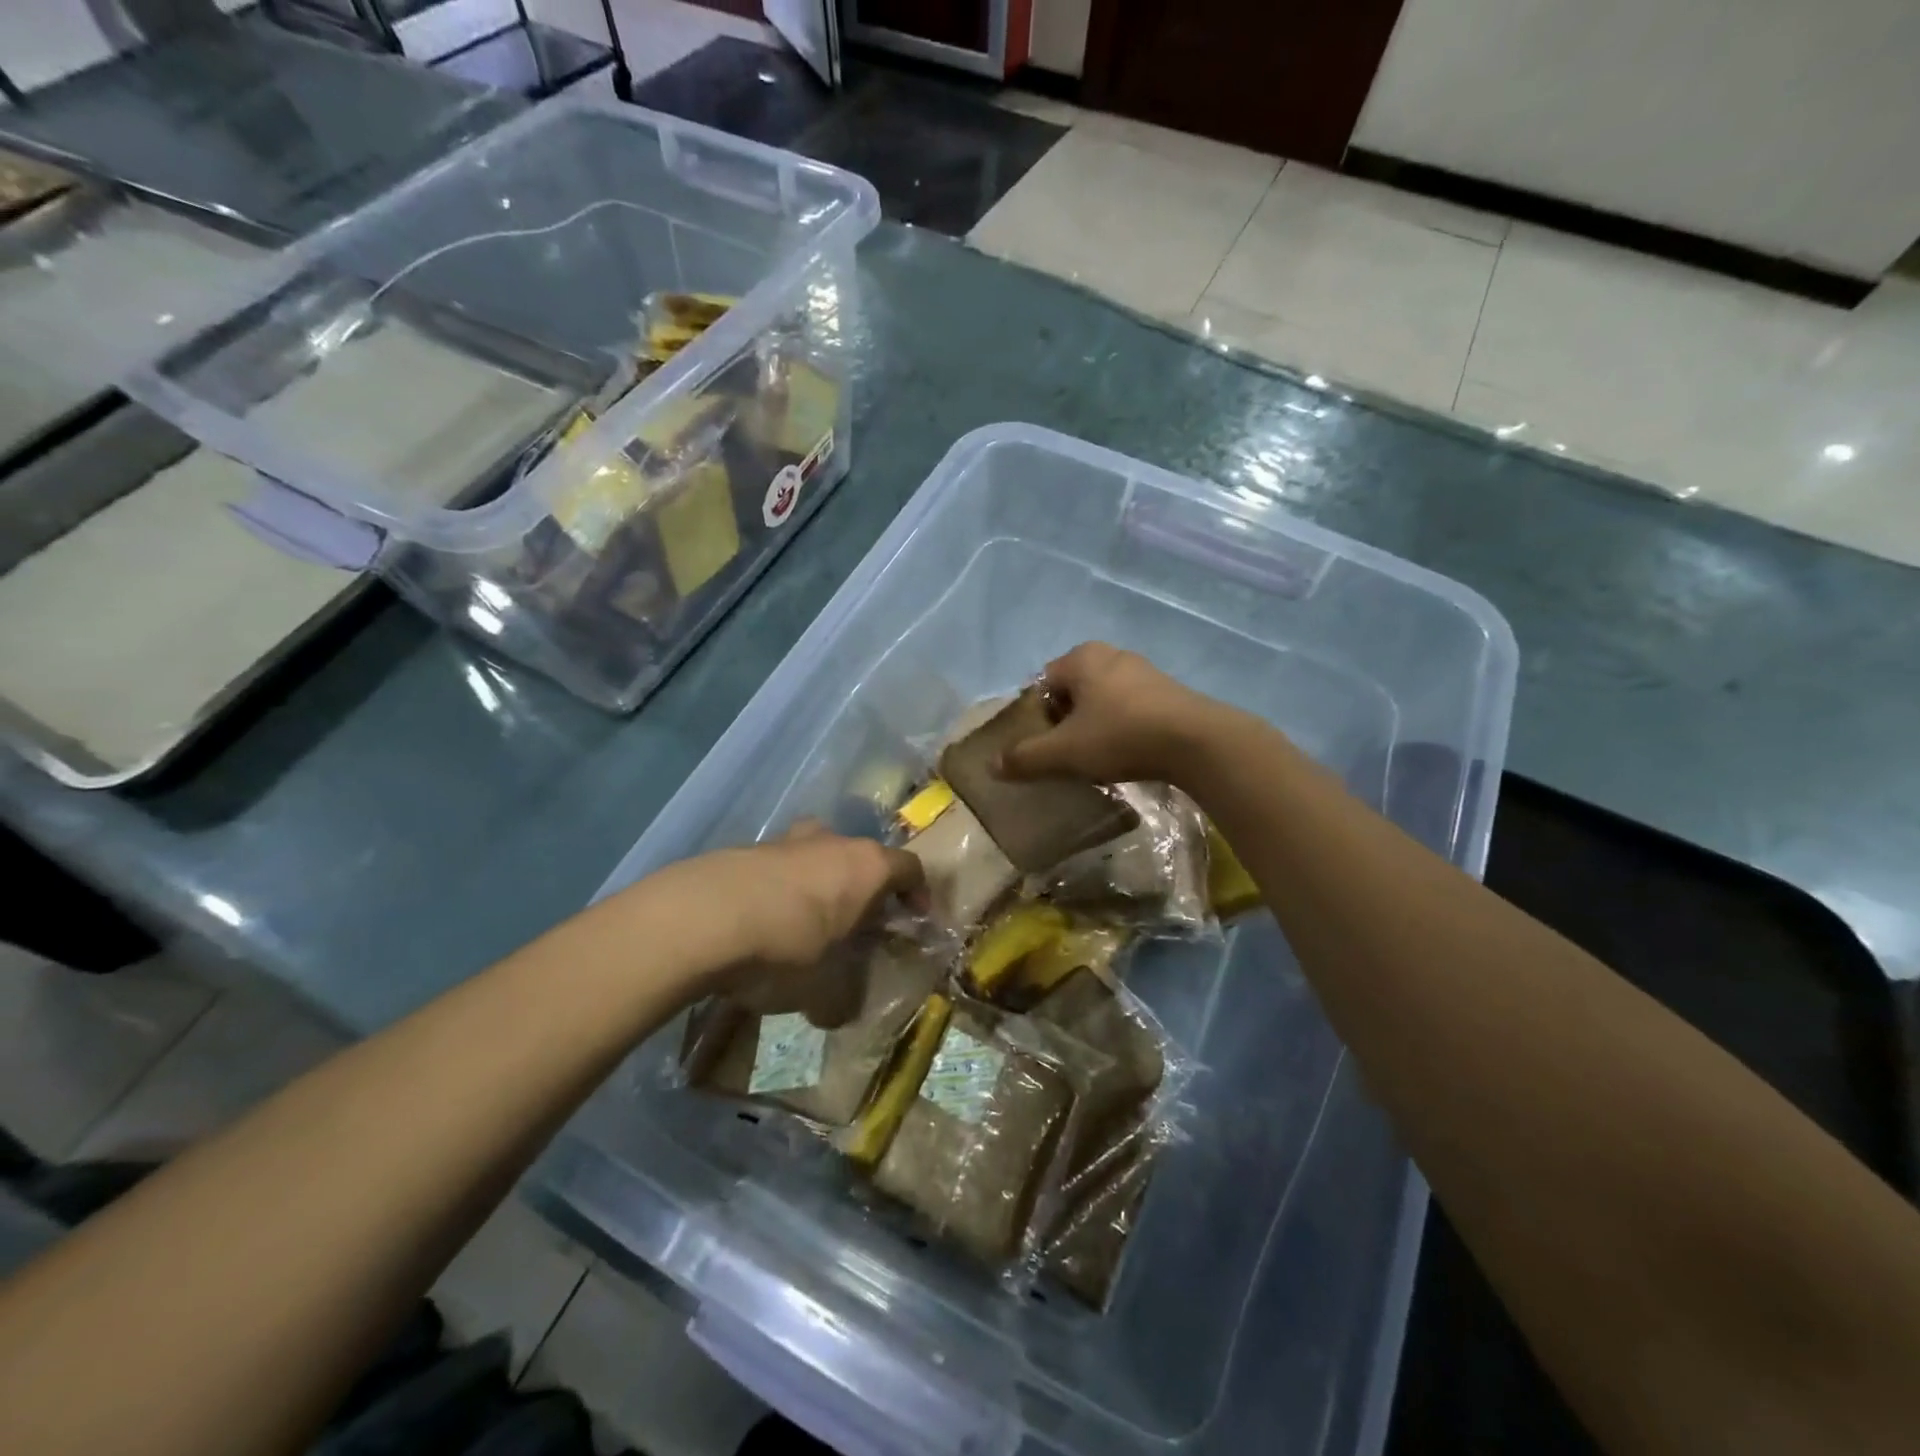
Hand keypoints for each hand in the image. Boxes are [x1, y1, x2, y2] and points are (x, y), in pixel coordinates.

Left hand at [691, 823, 923, 1026]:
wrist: (700, 919)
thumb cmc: (785, 949)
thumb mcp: (823, 990)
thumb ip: (842, 999)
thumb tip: (839, 1012)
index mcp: (866, 866)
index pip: (910, 869)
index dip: (918, 894)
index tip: (915, 920)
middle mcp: (832, 841)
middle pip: (862, 859)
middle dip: (864, 891)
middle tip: (856, 927)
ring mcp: (787, 840)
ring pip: (817, 858)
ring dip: (818, 887)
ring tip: (804, 927)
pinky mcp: (746, 848)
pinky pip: (778, 868)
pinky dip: (780, 890)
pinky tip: (761, 924)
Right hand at [995, 642, 1245, 786]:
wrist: (1196, 742)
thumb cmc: (1120, 736)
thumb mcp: (1064, 752)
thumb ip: (1026, 757)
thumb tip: (992, 765)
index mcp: (1081, 658)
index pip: (1042, 685)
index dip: (1035, 718)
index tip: (1041, 747)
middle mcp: (1111, 655)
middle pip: (1072, 692)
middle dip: (1065, 722)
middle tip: (1066, 754)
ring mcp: (1144, 671)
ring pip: (1102, 700)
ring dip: (1094, 725)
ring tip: (1096, 758)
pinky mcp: (1168, 692)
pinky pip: (1130, 708)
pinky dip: (1121, 727)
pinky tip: (1127, 753)